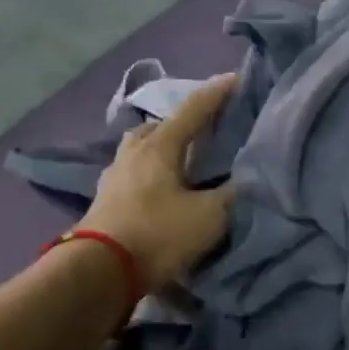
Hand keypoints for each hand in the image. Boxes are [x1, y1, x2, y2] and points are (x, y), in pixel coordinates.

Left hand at [81, 74, 238, 292]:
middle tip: (206, 128)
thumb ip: (232, 194)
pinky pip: (132, 172)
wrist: (100, 271)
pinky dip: (149, 172)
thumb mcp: (209, 216)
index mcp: (160, 146)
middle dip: (184, 122)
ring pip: (141, 148)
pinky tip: (159, 188)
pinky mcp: (104, 199)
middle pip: (160, 125)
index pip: (194, 109)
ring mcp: (114, 175)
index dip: (217, 93)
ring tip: (182, 160)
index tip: (236, 78)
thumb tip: (248, 179)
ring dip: (162, 147)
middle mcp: (134, 152)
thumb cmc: (158, 234)